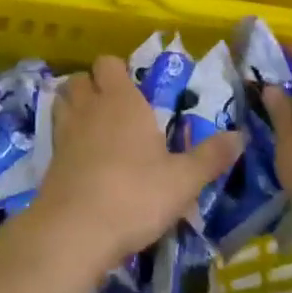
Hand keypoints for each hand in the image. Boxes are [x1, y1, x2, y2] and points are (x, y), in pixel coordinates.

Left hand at [30, 55, 244, 272]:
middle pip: (81, 78)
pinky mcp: (50, 158)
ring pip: (63, 101)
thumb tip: (241, 136)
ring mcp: (65, 131)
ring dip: (75, 106)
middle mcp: (90, 107)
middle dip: (94, 86)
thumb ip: (211, 157)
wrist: (76, 229)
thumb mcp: (183, 180)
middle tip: (116, 110)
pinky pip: (57, 133)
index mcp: (122, 101)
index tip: (136, 91)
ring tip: (96, 128)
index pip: (109, 63)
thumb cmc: (135, 195)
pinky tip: (83, 158)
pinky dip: (66, 136)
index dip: (118, 71)